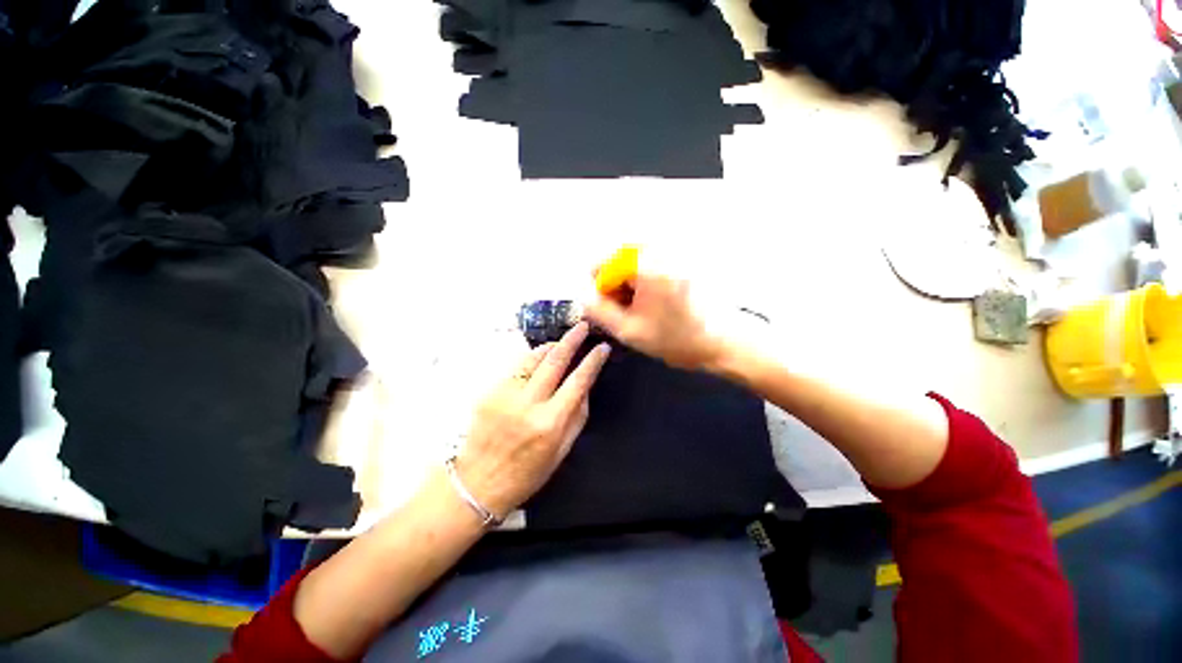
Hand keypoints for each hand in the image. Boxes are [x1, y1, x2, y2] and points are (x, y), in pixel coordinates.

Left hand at [455, 322, 609, 517]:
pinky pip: (515, 368)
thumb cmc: (527, 473)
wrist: (478, 484)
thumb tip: (585, 387)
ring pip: (532, 359)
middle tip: (582, 326)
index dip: (593, 361)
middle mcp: (528, 405)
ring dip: (550, 347)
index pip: (578, 382)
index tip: (602, 348)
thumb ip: (577, 416)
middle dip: (571, 340)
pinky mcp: (489, 393)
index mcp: (550, 423)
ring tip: (561, 342)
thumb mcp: (561, 451)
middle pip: (554, 361)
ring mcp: (505, 396)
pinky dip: (530, 359)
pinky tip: (537, 359)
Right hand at [583, 264, 726, 371]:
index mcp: (646, 265)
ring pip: (632, 263)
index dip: (597, 285)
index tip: (599, 306)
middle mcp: (658, 252)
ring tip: (633, 311)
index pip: (604, 261)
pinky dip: (639, 283)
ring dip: (625, 285)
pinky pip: (647, 267)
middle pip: (618, 259)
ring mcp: (671, 257)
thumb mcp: (628, 330)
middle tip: (618, 311)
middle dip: (612, 285)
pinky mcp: (678, 264)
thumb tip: (583, 295)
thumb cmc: (675, 339)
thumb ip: (598, 310)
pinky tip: (646, 304)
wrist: (720, 342)